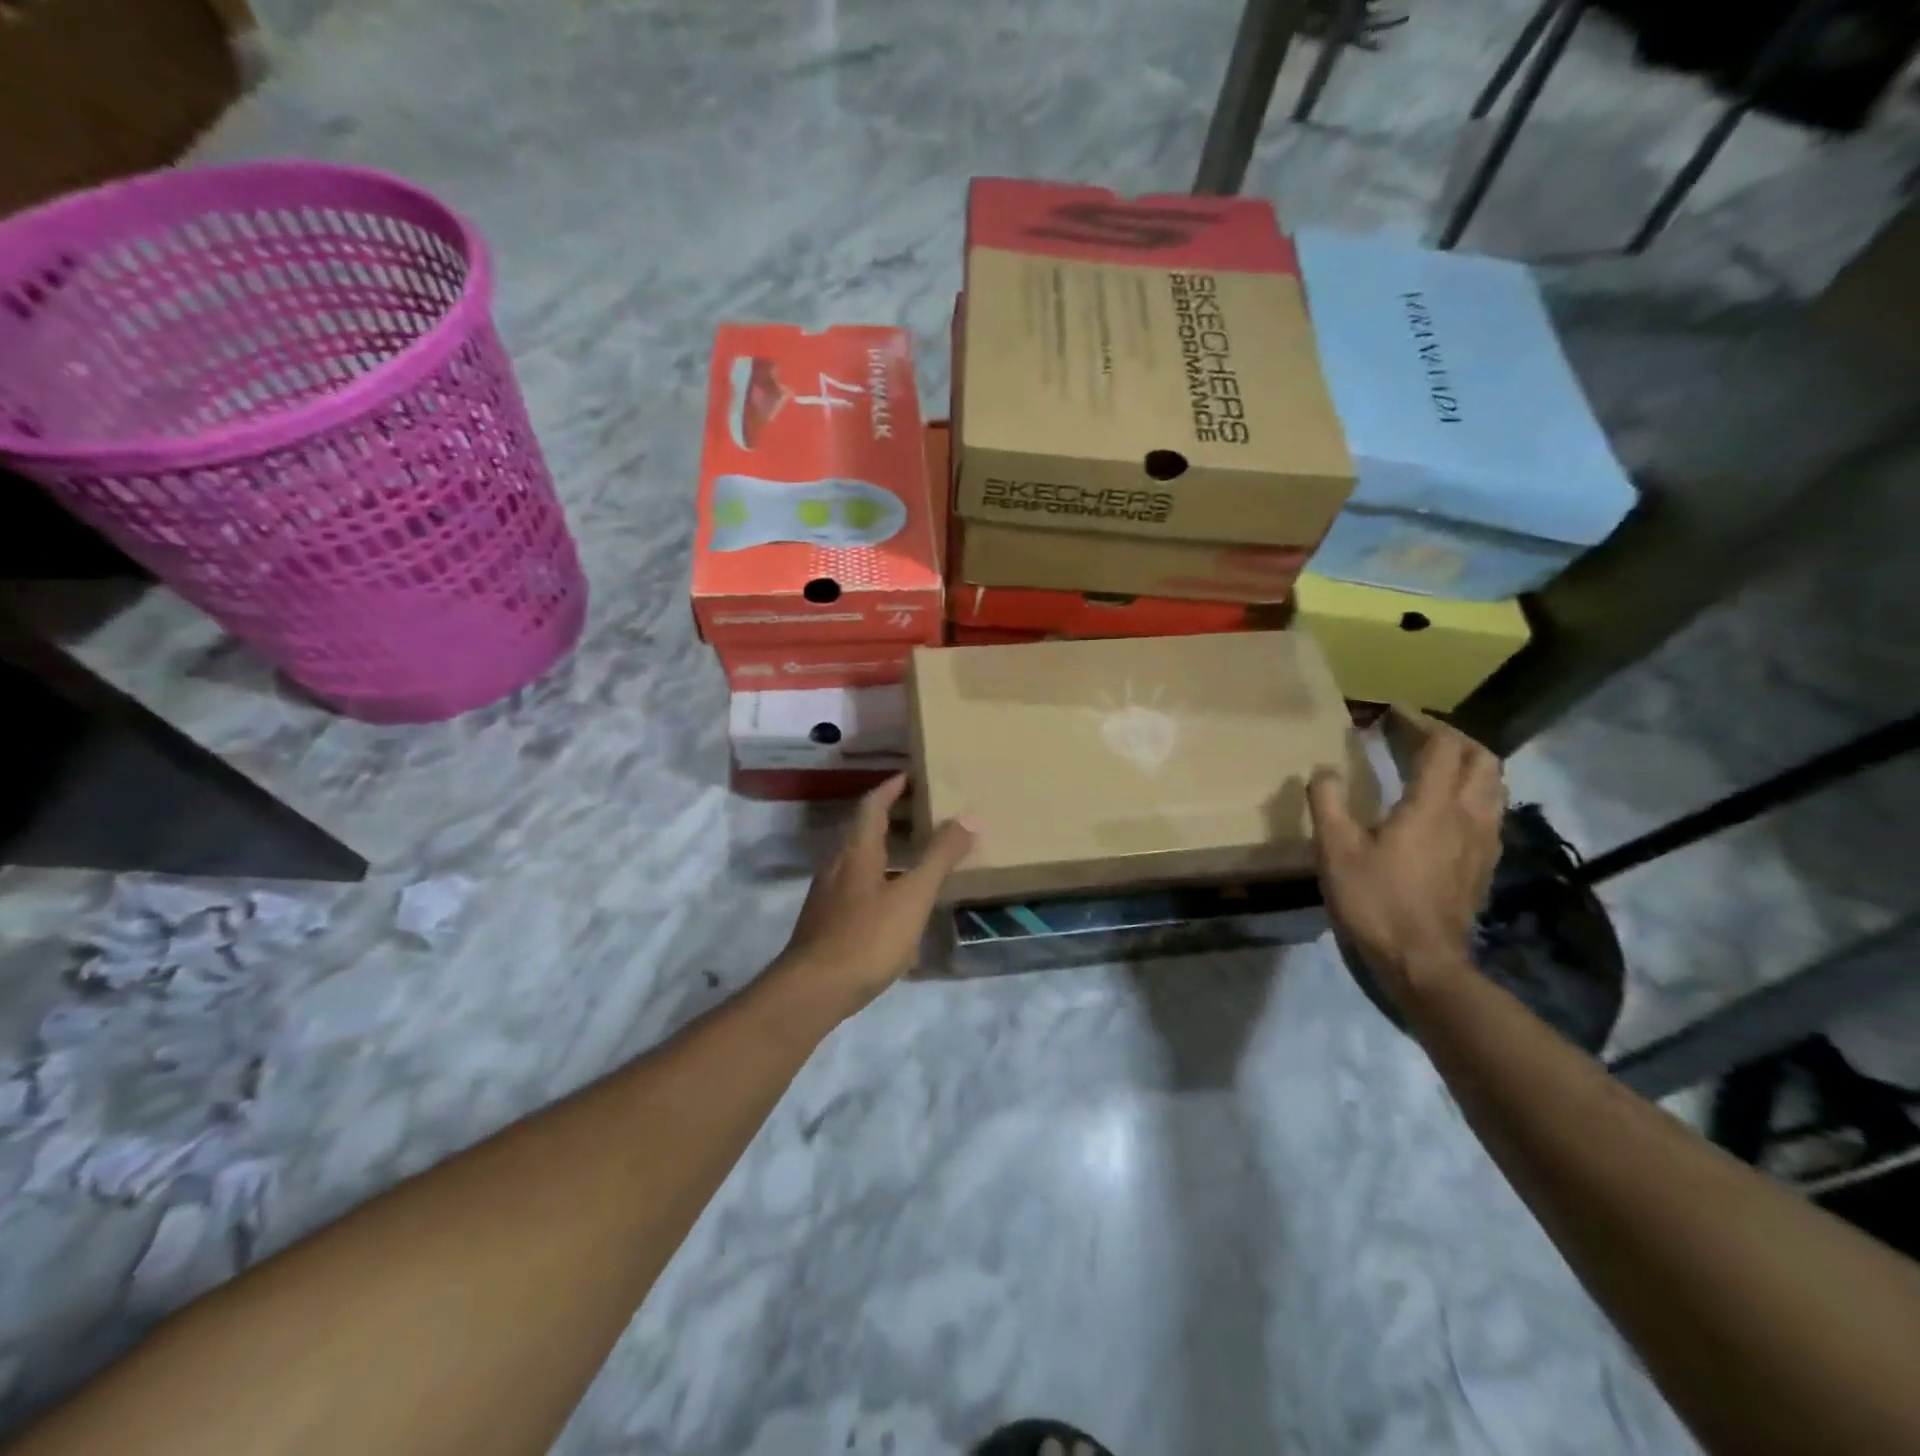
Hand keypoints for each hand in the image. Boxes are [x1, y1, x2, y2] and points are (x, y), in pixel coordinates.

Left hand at [771, 774, 975, 1020]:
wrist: (814, 990)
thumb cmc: (867, 936)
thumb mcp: (913, 895)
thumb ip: (940, 857)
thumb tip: (970, 818)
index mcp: (856, 850)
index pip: (872, 804)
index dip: (892, 787)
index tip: (912, 775)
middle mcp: (838, 864)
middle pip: (864, 829)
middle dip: (893, 817)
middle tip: (926, 812)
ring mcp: (829, 894)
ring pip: (860, 859)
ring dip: (887, 849)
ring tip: (918, 854)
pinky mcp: (827, 922)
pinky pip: (858, 885)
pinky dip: (881, 878)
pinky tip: (898, 901)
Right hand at [1307, 712, 1505, 1014]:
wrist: (1422, 961)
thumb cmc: (1375, 901)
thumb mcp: (1335, 850)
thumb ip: (1328, 803)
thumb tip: (1323, 771)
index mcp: (1433, 806)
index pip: (1442, 747)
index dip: (1420, 723)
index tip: (1394, 713)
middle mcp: (1468, 815)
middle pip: (1481, 759)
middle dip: (1453, 738)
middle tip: (1417, 736)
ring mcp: (1484, 841)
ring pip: (1494, 785)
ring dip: (1468, 765)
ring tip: (1435, 765)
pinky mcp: (1485, 864)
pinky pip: (1490, 812)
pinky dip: (1472, 793)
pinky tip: (1445, 809)